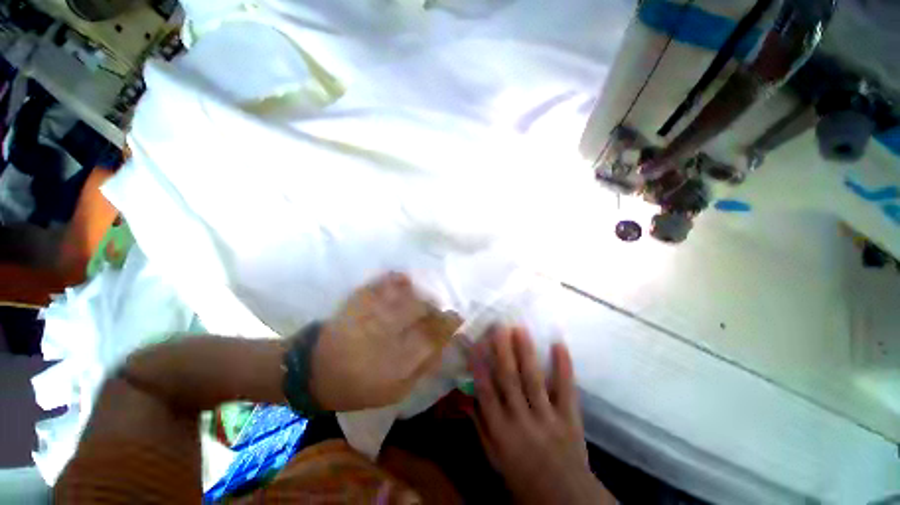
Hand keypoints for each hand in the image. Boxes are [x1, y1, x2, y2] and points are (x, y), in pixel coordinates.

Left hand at [310, 272, 452, 410]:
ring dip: (418, 295)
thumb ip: (422, 367)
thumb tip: (443, 346)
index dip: (448, 324)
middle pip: (422, 310)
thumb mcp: (395, 391)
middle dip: (434, 309)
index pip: (433, 335)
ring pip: (407, 295)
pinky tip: (402, 281)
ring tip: (419, 301)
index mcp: (397, 361)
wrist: (314, 371)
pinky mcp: (359, 301)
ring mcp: (372, 313)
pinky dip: (396, 280)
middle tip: (436, 312)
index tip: (457, 318)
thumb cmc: (357, 386)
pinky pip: (384, 283)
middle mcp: (387, 333)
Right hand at [470, 327, 612, 504]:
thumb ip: (481, 426)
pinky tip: (559, 345)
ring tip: (520, 330)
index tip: (476, 344)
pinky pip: (566, 389)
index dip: (480, 367)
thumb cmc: (522, 477)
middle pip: (510, 380)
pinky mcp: (569, 418)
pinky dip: (563, 367)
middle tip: (499, 327)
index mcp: (501, 432)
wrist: (564, 498)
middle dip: (503, 351)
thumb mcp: (494, 457)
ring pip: (533, 380)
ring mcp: (547, 418)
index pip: (487, 393)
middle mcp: (522, 421)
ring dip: (526, 353)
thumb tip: (468, 398)